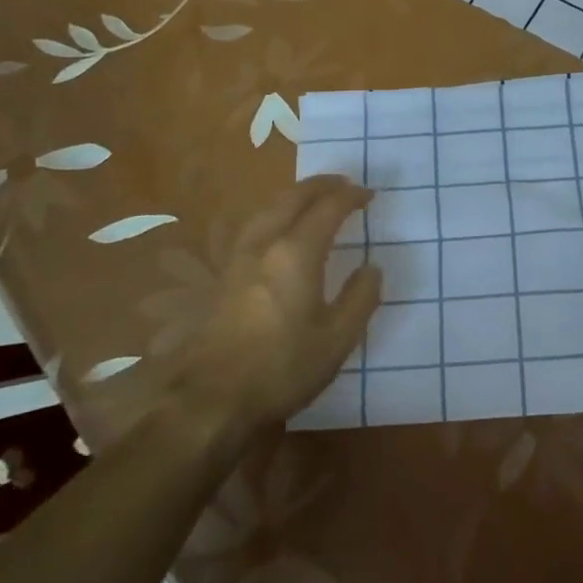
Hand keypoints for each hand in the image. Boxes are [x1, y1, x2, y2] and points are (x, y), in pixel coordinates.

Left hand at [93, 176, 381, 451]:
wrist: (212, 400)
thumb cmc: (282, 368)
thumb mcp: (337, 339)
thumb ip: (360, 298)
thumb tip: (371, 268)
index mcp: (296, 253)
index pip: (327, 209)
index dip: (350, 197)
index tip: (369, 195)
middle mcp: (265, 245)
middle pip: (292, 198)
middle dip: (320, 185)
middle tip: (343, 182)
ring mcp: (239, 259)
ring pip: (267, 209)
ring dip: (294, 195)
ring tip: (311, 198)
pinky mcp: (224, 277)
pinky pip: (253, 226)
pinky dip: (274, 213)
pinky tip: (276, 229)